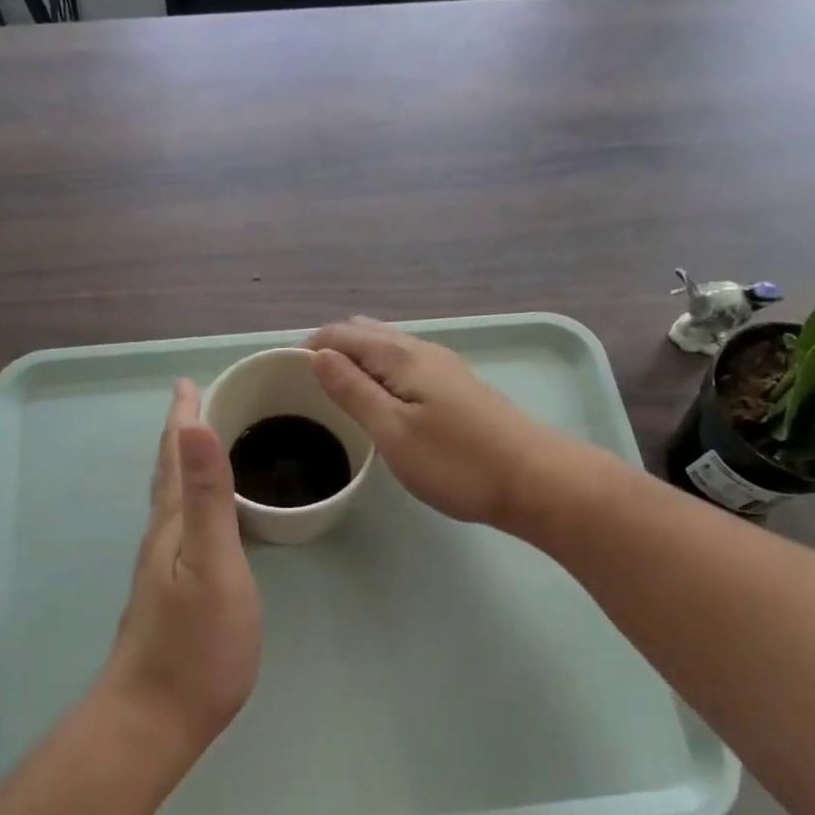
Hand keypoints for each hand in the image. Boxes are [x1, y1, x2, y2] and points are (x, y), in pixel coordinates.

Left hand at [101, 379, 261, 762]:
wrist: (154, 719)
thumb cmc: (196, 644)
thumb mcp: (213, 564)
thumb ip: (208, 497)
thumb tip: (196, 425)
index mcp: (172, 524)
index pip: (175, 455)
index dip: (182, 417)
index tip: (188, 382)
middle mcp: (161, 538)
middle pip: (168, 473)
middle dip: (180, 434)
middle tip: (195, 403)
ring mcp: (163, 568)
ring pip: (172, 500)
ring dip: (183, 466)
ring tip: (199, 447)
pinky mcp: (172, 593)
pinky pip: (182, 526)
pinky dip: (191, 501)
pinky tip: (201, 518)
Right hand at [304, 317, 558, 530]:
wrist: (534, 480)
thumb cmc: (456, 461)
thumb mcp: (393, 430)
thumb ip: (353, 390)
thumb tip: (317, 354)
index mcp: (401, 356)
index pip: (341, 335)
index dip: (308, 347)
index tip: (280, 373)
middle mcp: (422, 350)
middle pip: (365, 334)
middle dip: (330, 348)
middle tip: (301, 383)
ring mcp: (443, 368)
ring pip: (387, 348)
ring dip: (355, 359)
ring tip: (332, 388)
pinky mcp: (457, 388)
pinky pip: (404, 365)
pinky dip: (378, 371)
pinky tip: (377, 397)